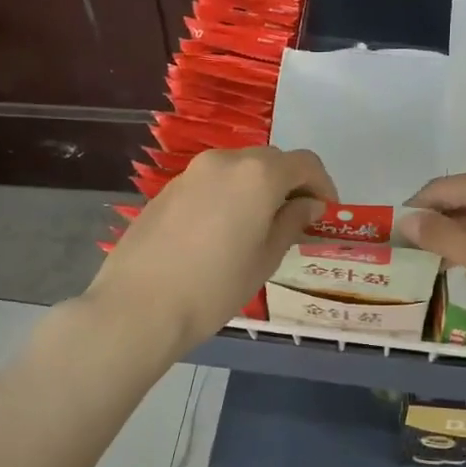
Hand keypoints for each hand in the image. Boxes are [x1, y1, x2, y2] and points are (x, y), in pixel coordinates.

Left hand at [84, 146, 335, 354]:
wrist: (139, 305)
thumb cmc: (215, 286)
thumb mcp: (266, 258)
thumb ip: (292, 222)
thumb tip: (308, 204)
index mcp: (258, 174)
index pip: (305, 163)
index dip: (323, 185)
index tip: (326, 212)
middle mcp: (226, 161)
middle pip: (271, 161)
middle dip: (291, 184)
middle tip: (297, 219)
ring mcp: (193, 172)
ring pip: (240, 168)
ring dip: (259, 188)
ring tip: (262, 226)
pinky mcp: (169, 189)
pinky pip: (213, 182)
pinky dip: (231, 195)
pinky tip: (225, 230)